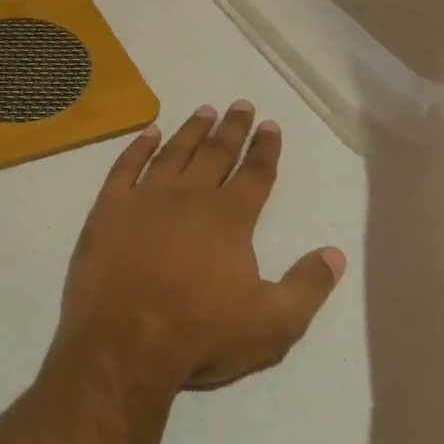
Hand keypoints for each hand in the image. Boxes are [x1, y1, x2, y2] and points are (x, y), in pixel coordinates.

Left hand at [51, 102, 344, 396]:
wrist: (125, 339)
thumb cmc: (202, 333)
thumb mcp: (273, 324)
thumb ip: (308, 286)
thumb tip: (334, 253)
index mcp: (229, 218)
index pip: (255, 174)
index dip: (265, 149)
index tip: (271, 125)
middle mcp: (189, 196)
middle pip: (215, 153)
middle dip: (231, 128)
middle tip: (241, 104)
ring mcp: (144, 198)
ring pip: (173, 153)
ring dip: (191, 130)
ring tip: (204, 110)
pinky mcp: (109, 207)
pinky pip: (125, 166)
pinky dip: (139, 146)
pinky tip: (149, 133)